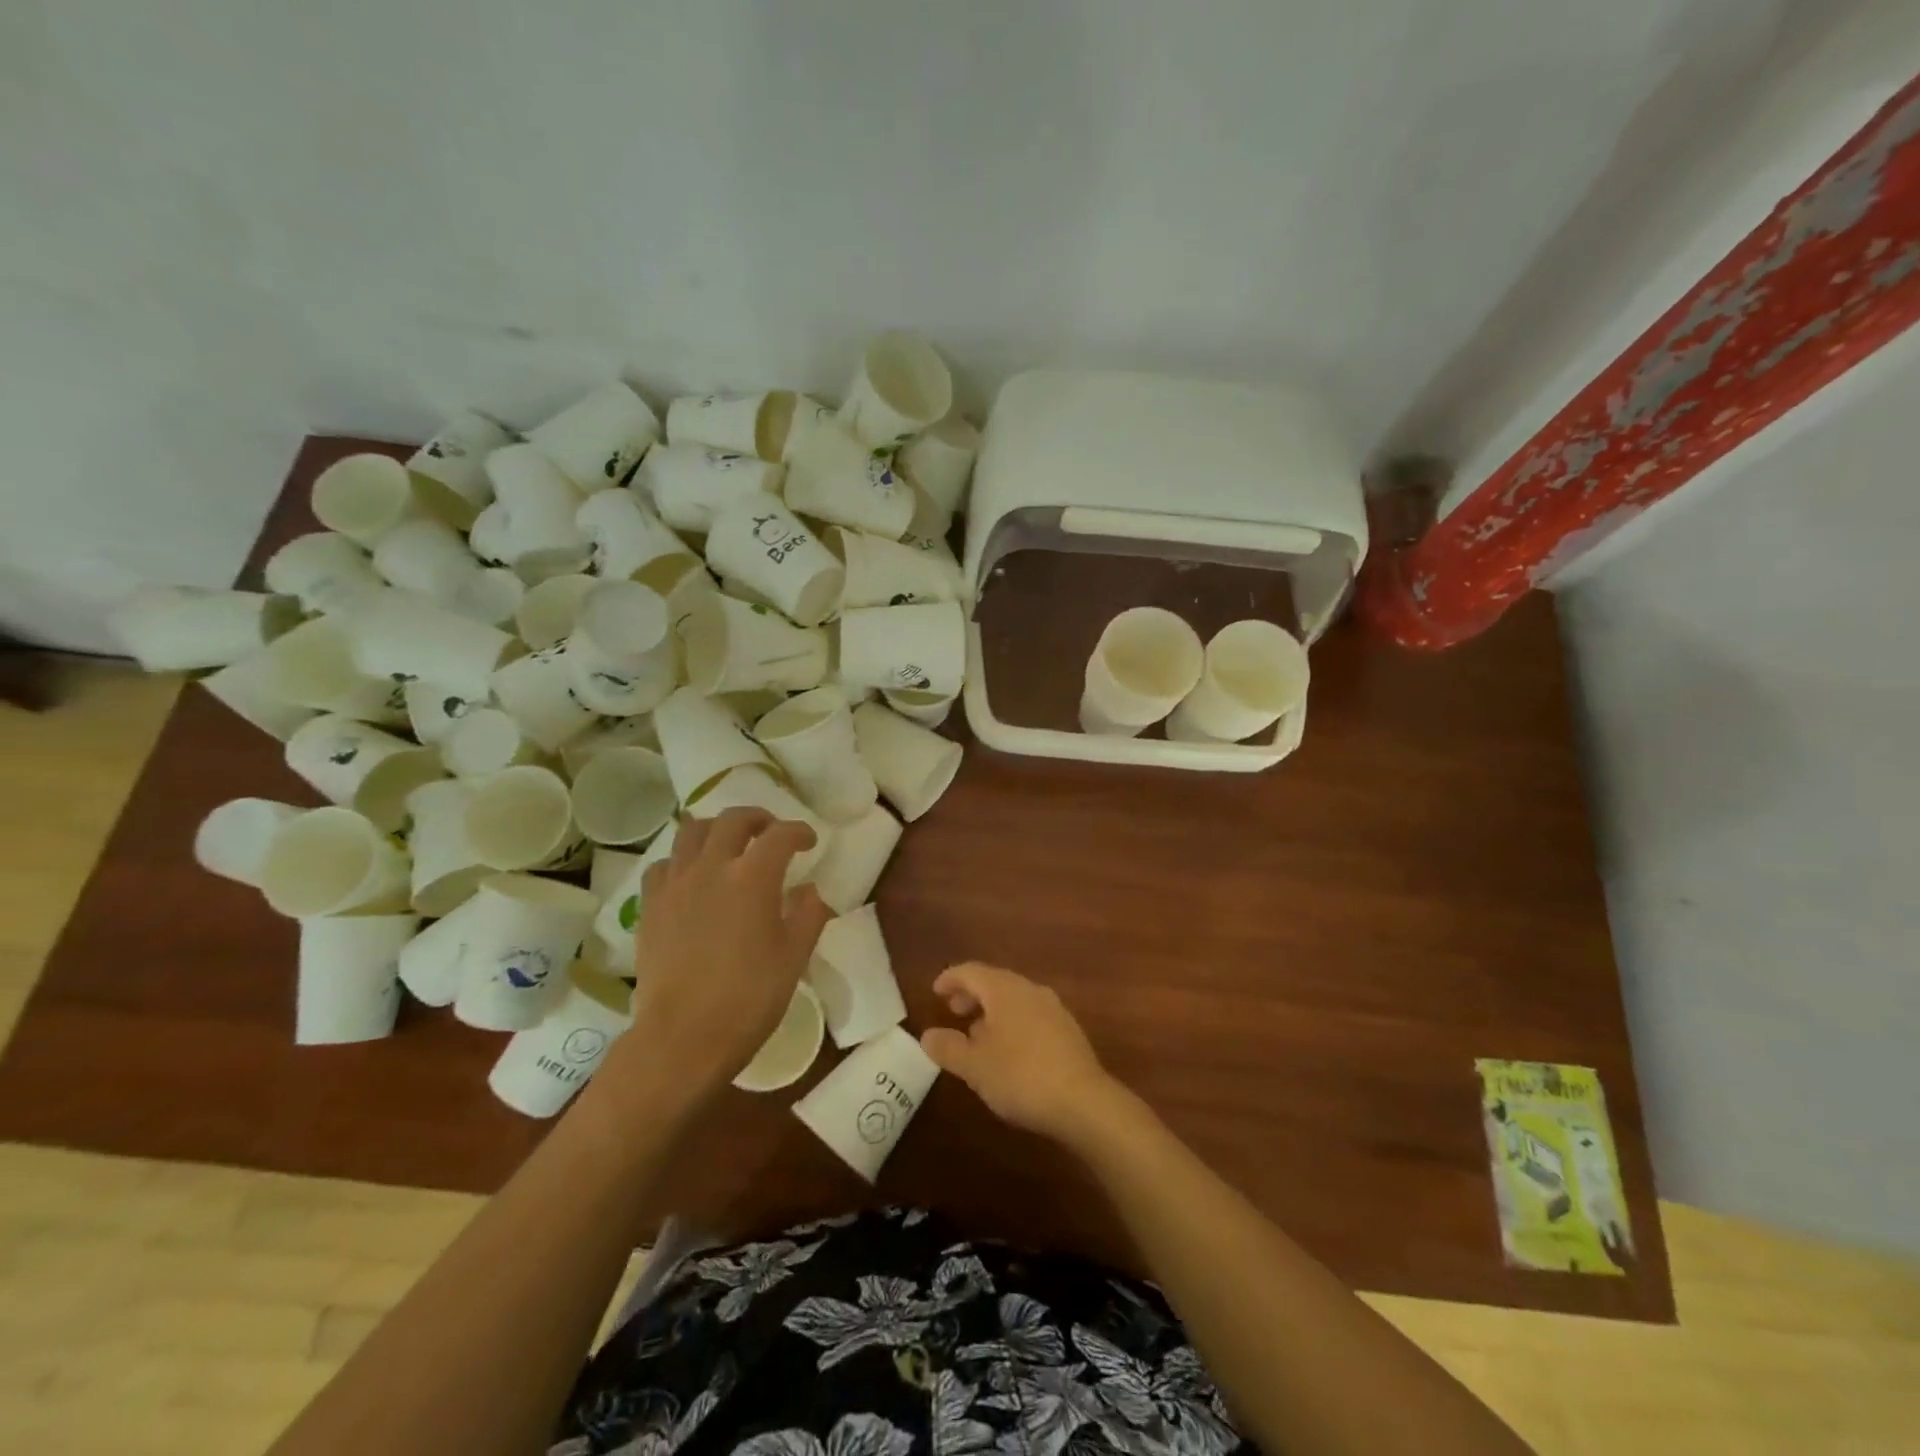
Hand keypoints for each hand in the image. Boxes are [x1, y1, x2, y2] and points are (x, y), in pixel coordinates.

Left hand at [599, 808, 830, 1107]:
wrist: (683, 1038)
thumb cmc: (749, 998)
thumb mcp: (794, 957)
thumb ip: (809, 914)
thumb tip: (809, 890)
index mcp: (753, 877)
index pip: (781, 835)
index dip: (799, 832)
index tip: (808, 842)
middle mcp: (712, 867)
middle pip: (733, 820)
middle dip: (758, 819)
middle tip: (770, 833)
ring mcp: (676, 884)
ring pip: (692, 831)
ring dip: (716, 829)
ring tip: (728, 845)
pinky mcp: (650, 905)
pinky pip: (665, 864)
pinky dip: (683, 860)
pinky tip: (692, 877)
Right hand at [921, 962, 1119, 1144]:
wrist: (1084, 1101)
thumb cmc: (1021, 1076)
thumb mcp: (975, 1066)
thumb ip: (948, 1048)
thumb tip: (927, 1035)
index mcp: (1004, 990)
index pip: (971, 972)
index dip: (950, 979)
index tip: (936, 991)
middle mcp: (1030, 990)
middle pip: (994, 982)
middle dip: (971, 995)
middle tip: (954, 1011)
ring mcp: (1053, 1008)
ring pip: (1014, 999)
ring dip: (992, 1011)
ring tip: (977, 1035)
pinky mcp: (1067, 1030)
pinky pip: (1031, 1015)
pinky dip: (1012, 1022)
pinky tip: (1008, 1050)